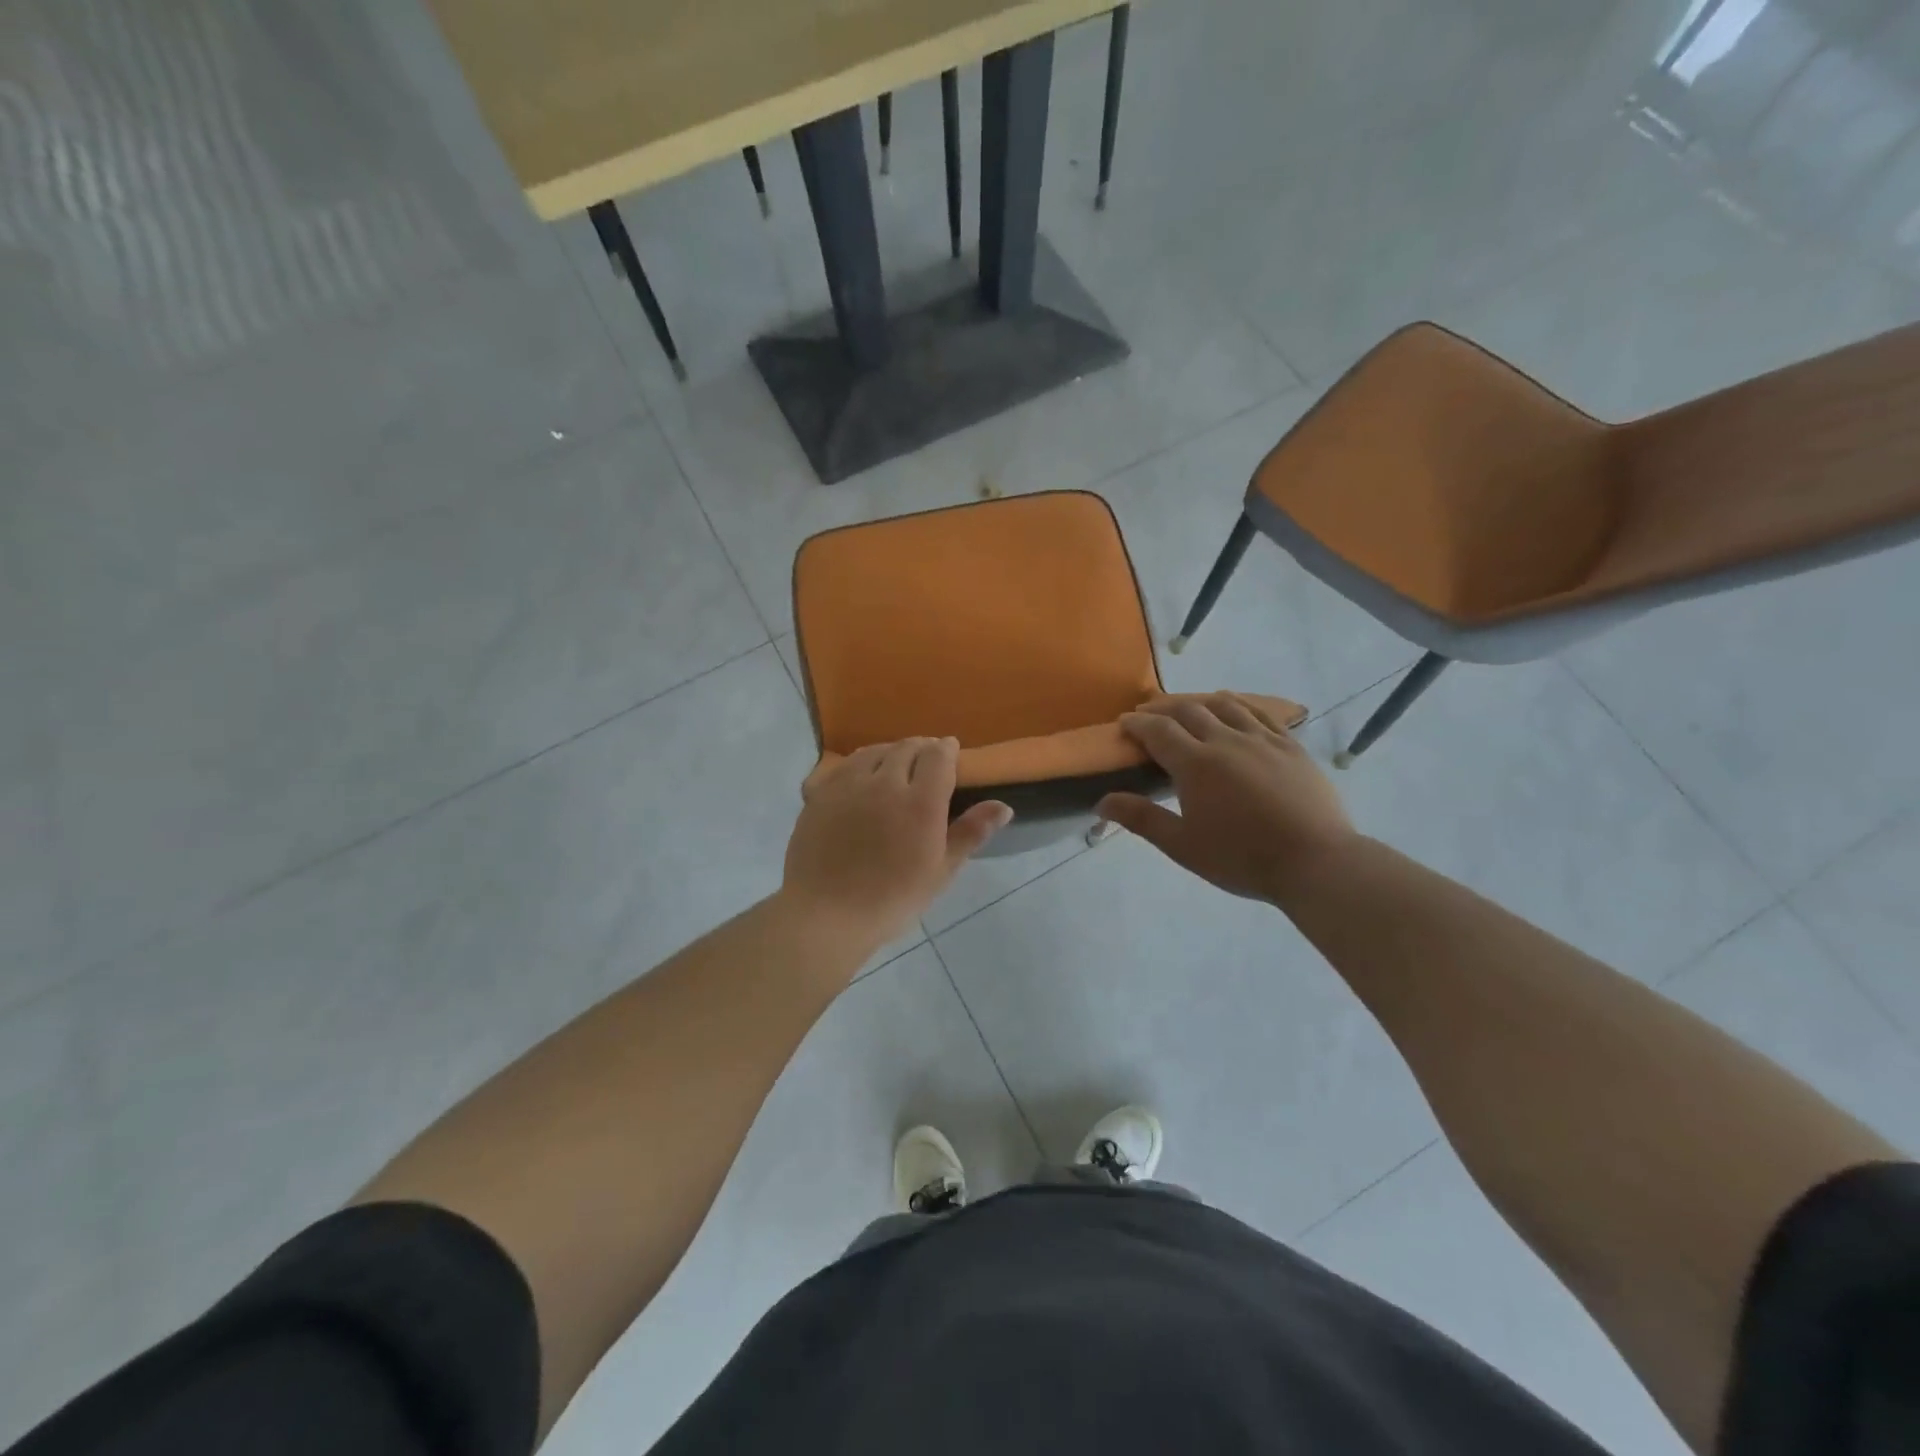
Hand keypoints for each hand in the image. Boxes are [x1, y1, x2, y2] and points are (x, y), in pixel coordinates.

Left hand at [783, 738, 1011, 949]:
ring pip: (873, 751)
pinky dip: (858, 764)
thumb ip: (970, 833)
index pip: (938, 756)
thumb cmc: (892, 899)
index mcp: (920, 802)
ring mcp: (847, 785)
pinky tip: (860, 778)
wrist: (827, 914)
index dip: (947, 749)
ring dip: (890, 752)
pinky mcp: (818, 794)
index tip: (951, 752)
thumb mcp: (940, 871)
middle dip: (921, 748)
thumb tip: (1004, 806)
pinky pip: (842, 766)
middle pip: (906, 748)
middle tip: (927, 760)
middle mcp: (883, 782)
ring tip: (895, 764)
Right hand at [1095, 694, 1354, 903]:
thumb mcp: (1183, 845)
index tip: (1124, 723)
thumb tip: (1101, 802)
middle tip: (1149, 714)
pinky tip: (1236, 709)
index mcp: (1195, 764)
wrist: (1315, 862)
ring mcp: (1262, 740)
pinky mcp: (1291, 746)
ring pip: (1225, 705)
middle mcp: (1226, 740)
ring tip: (1189, 707)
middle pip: (1188, 709)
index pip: (1158, 730)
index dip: (1137, 723)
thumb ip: (1142, 819)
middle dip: (1163, 708)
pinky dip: (1240, 705)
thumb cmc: (1241, 858)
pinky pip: (1261, 713)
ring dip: (1200, 701)